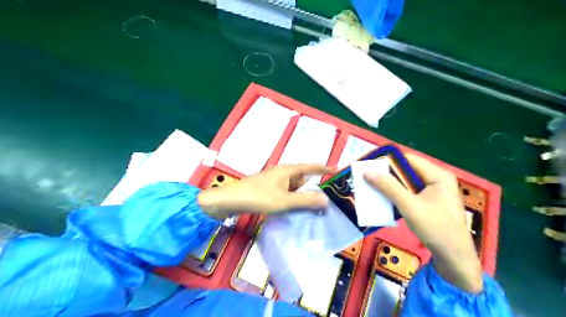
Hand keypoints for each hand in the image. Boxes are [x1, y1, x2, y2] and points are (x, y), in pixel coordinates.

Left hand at [197, 164, 331, 218]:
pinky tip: (297, 209)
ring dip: (304, 195)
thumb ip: (305, 201)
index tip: (337, 170)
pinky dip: (294, 199)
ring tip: (316, 207)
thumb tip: (326, 200)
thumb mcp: (284, 200)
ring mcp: (274, 182)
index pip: (310, 167)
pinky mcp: (268, 190)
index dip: (324, 168)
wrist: (231, 200)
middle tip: (329, 197)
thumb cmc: (258, 197)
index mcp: (287, 170)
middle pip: (303, 178)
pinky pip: (286, 193)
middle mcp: (282, 173)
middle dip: (315, 187)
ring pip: (294, 187)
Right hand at [365, 152, 483, 292]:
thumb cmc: (435, 228)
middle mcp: (437, 179)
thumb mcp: (409, 206)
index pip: (409, 160)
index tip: (370, 168)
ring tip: (373, 188)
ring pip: (407, 182)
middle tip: (368, 179)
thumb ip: (389, 187)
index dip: (388, 162)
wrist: (454, 257)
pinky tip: (386, 200)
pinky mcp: (430, 201)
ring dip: (391, 186)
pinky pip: (410, 192)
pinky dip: (398, 194)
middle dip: (388, 175)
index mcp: (438, 175)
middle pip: (408, 171)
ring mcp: (435, 191)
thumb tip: (367, 171)